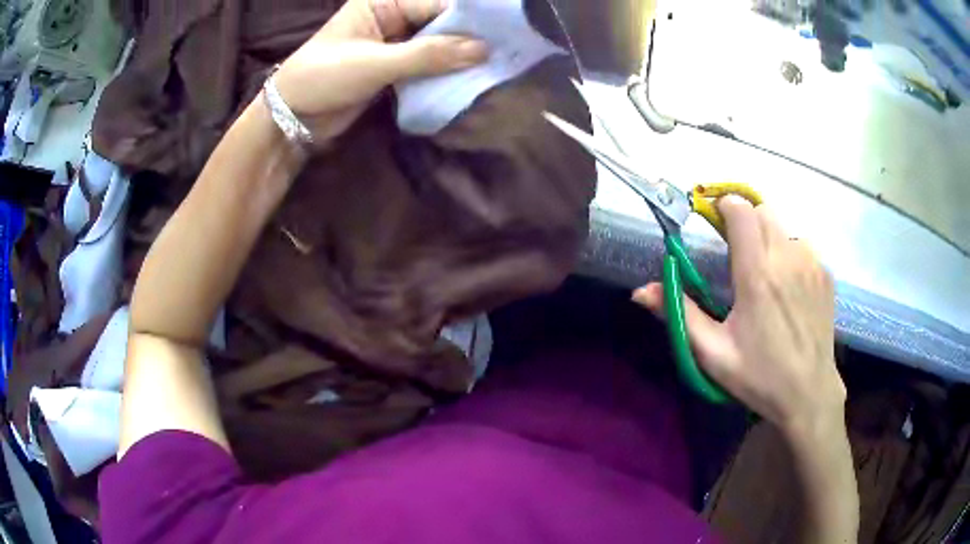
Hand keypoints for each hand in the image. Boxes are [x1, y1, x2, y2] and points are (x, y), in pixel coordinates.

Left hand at [273, 0, 487, 144]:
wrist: (293, 118)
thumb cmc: (322, 78)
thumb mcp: (374, 63)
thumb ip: (427, 55)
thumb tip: (483, 50)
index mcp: (383, 2)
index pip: (436, 3)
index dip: (470, 18)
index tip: (505, 33)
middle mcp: (393, 16)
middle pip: (441, 21)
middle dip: (469, 37)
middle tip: (507, 51)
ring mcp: (395, 42)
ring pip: (438, 43)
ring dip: (461, 56)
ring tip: (497, 65)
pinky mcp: (396, 66)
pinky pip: (429, 63)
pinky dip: (447, 71)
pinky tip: (470, 78)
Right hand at [633, 196, 846, 434]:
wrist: (809, 393)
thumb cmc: (759, 375)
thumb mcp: (713, 353)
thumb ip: (679, 315)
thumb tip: (641, 291)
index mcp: (757, 275)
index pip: (741, 211)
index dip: (724, 206)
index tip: (714, 221)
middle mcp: (787, 258)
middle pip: (762, 211)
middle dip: (745, 221)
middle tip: (736, 253)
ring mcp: (811, 264)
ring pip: (783, 229)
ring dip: (768, 240)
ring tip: (765, 276)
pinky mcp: (825, 275)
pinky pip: (802, 248)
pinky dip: (789, 256)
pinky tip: (788, 290)